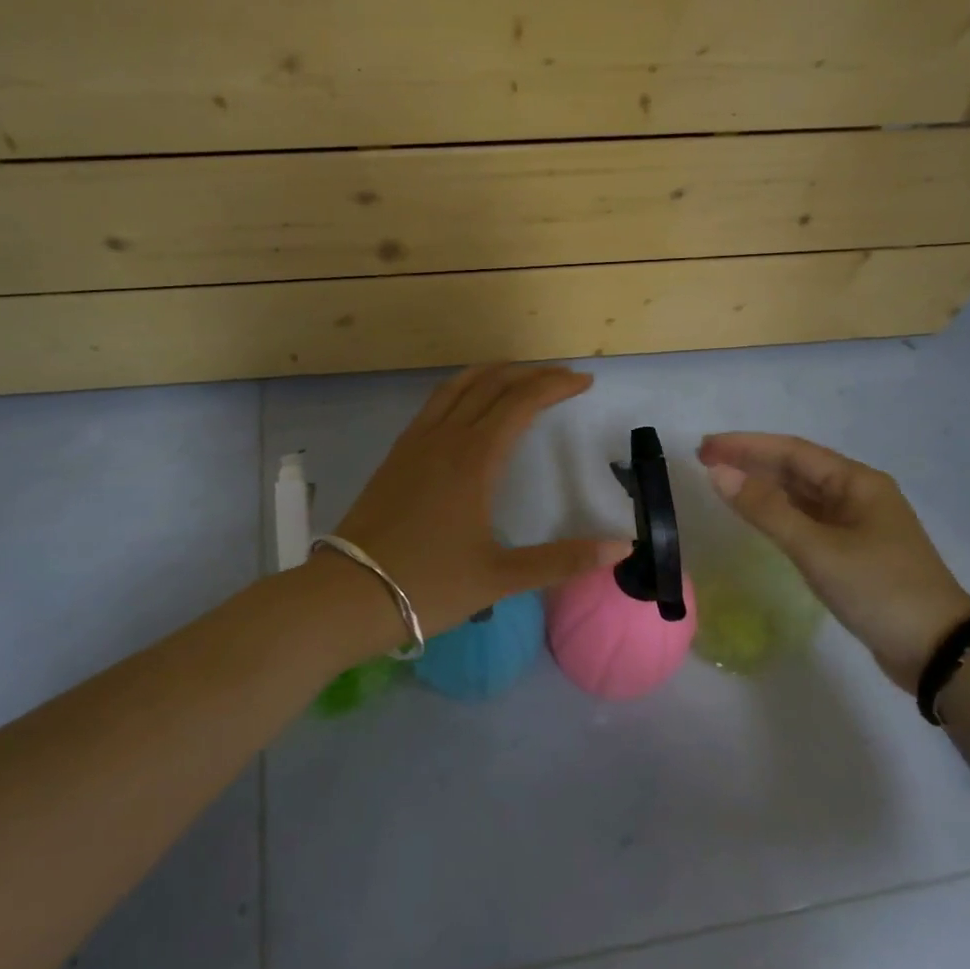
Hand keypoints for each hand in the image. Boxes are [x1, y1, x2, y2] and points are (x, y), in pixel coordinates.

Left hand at [333, 364, 631, 636]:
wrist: (348, 594)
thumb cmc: (427, 585)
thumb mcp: (500, 578)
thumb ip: (562, 559)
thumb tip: (621, 545)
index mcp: (474, 459)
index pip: (521, 402)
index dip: (555, 386)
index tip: (583, 384)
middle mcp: (444, 438)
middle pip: (491, 385)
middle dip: (531, 374)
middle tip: (562, 377)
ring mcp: (414, 444)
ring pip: (456, 388)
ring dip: (492, 374)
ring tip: (518, 375)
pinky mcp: (395, 456)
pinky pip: (434, 405)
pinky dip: (461, 390)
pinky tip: (466, 407)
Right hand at [698, 433, 969, 691]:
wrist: (937, 650)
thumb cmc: (879, 589)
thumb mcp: (818, 548)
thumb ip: (766, 510)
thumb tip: (719, 473)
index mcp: (857, 482)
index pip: (792, 451)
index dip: (746, 446)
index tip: (705, 447)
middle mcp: (858, 494)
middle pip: (796, 468)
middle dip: (751, 462)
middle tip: (705, 460)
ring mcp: (857, 524)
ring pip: (801, 495)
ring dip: (763, 486)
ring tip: (722, 482)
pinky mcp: (853, 552)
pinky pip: (807, 520)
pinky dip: (778, 514)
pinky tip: (757, 517)